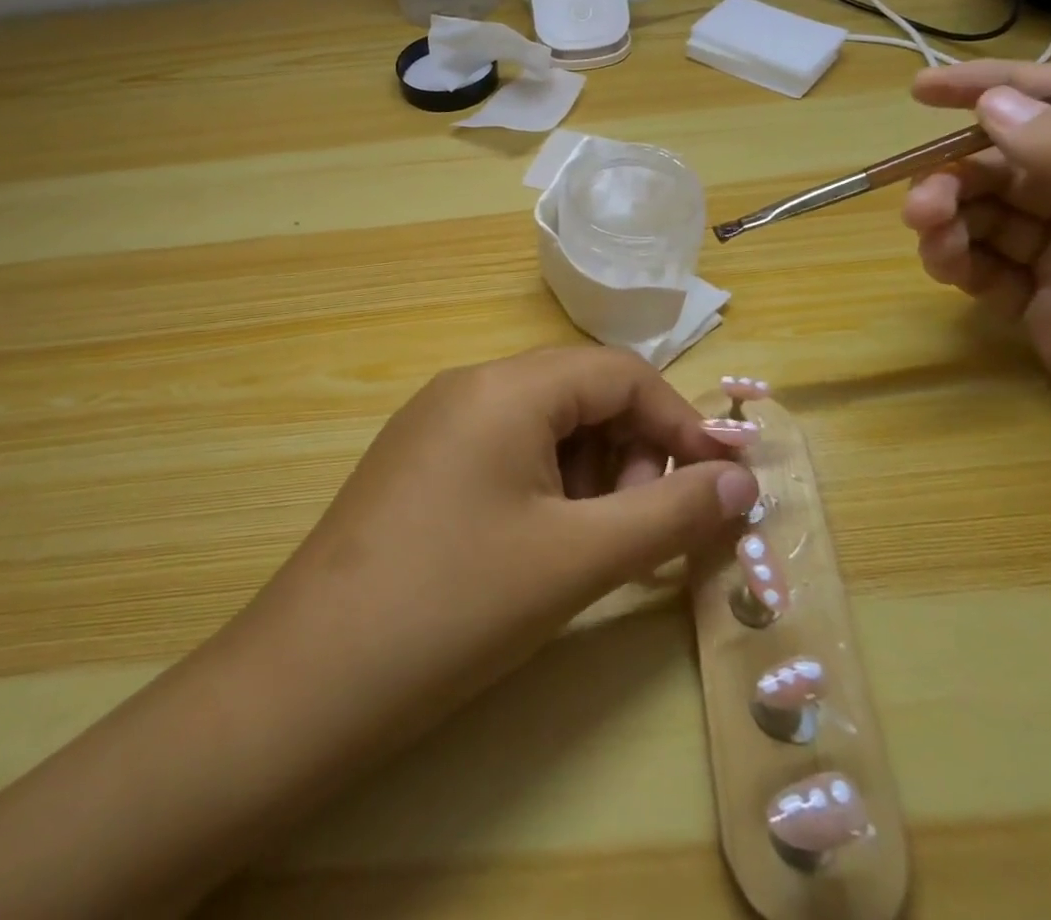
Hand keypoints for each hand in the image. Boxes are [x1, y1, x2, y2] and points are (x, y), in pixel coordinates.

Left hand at [239, 347, 758, 751]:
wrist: (307, 678)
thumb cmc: (456, 606)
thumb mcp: (577, 559)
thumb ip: (670, 513)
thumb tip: (742, 479)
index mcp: (506, 386)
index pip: (618, 372)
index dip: (678, 421)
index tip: (717, 484)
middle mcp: (468, 386)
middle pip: (579, 394)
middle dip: (631, 451)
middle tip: (646, 528)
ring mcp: (435, 422)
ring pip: (541, 424)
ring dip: (589, 473)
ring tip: (596, 547)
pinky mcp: (417, 462)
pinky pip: (502, 450)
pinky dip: (544, 486)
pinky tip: (543, 547)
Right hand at [899, 60, 1050, 559]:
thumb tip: (995, 103)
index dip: (999, 90)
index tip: (922, 90)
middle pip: (1015, 166)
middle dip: (960, 174)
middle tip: (921, 207)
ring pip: (991, 217)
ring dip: (951, 219)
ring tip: (931, 242)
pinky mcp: (1048, 316)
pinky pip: (986, 270)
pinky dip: (957, 263)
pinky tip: (945, 272)